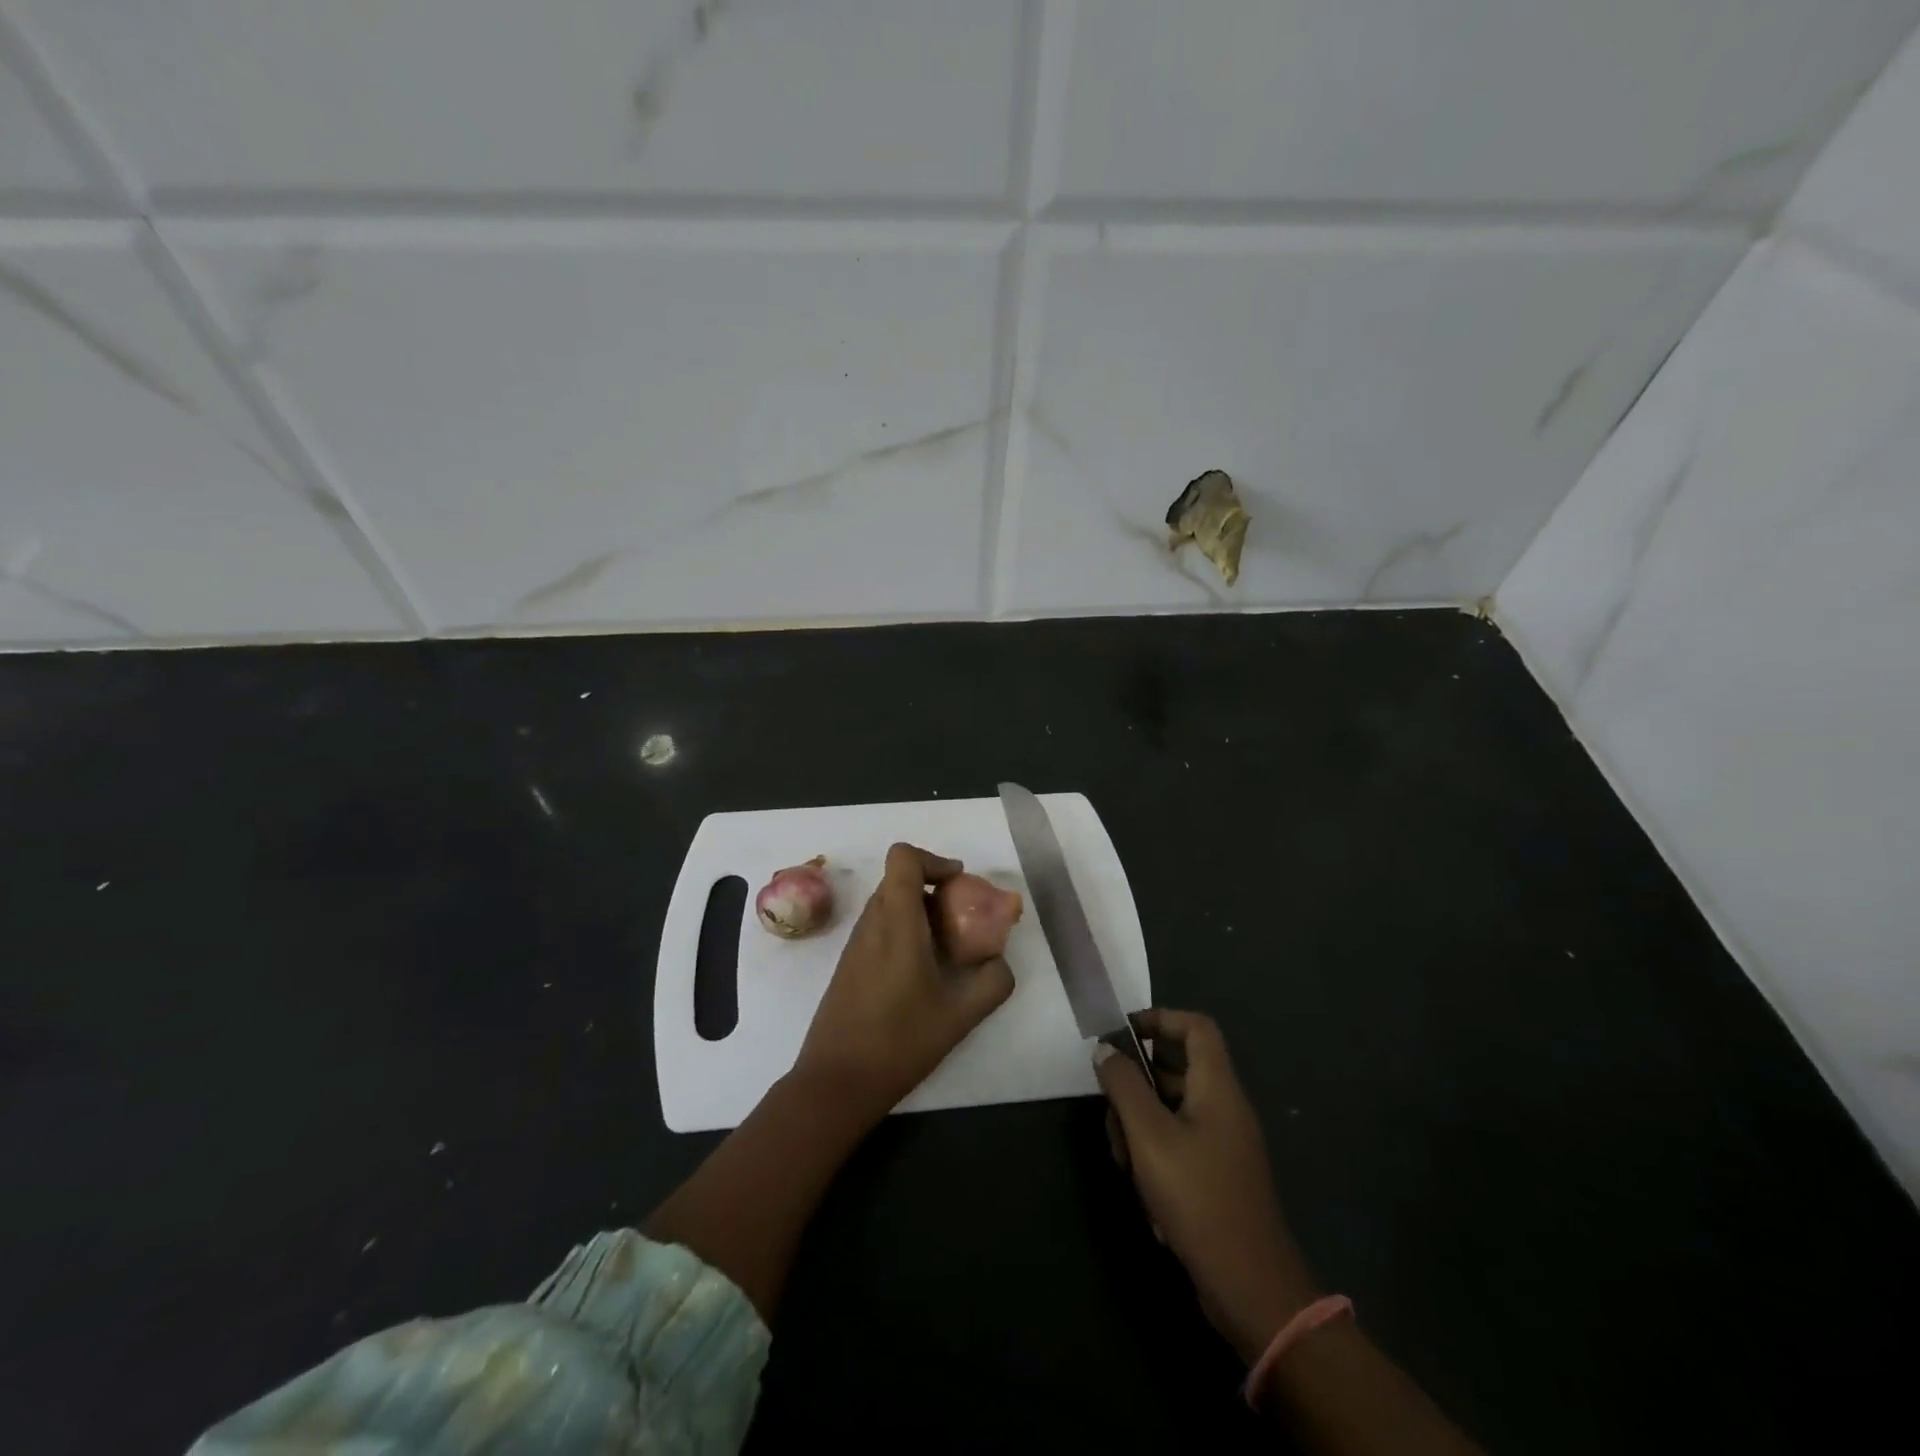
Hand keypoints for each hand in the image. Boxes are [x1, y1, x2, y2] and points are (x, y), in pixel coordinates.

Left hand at [792, 843, 1014, 1128]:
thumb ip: (992, 982)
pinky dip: (905, 932)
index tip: (960, 883)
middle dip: (935, 888)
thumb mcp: (960, 1015)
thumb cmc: (899, 1042)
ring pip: (889, 904)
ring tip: (947, 949)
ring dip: (920, 912)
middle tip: (963, 919)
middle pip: (900, 879)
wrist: (837, 1082)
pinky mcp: (849, 964)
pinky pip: (880, 927)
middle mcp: (872, 923)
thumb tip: (1000, 962)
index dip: (934, 859)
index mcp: (897, 922)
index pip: (903, 857)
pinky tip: (923, 973)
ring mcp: (856, 943)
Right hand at [1096, 1008, 1318, 1363]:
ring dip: (1139, 1125)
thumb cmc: (1198, 1197)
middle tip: (1110, 1108)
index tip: (1123, 1034)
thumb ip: (1123, 1086)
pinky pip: (1178, 1142)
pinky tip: (1140, 1186)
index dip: (1160, 1019)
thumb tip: (1105, 1049)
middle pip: (1176, 1069)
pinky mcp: (1216, 1174)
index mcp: (1217, 1087)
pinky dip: (1154, 1153)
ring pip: (1170, 1109)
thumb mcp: (1149, 1136)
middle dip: (1136, 1085)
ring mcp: (1222, 1143)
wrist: (1250, 1286)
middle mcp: (1224, 1107)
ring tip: (1122, 1158)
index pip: (1195, 1027)